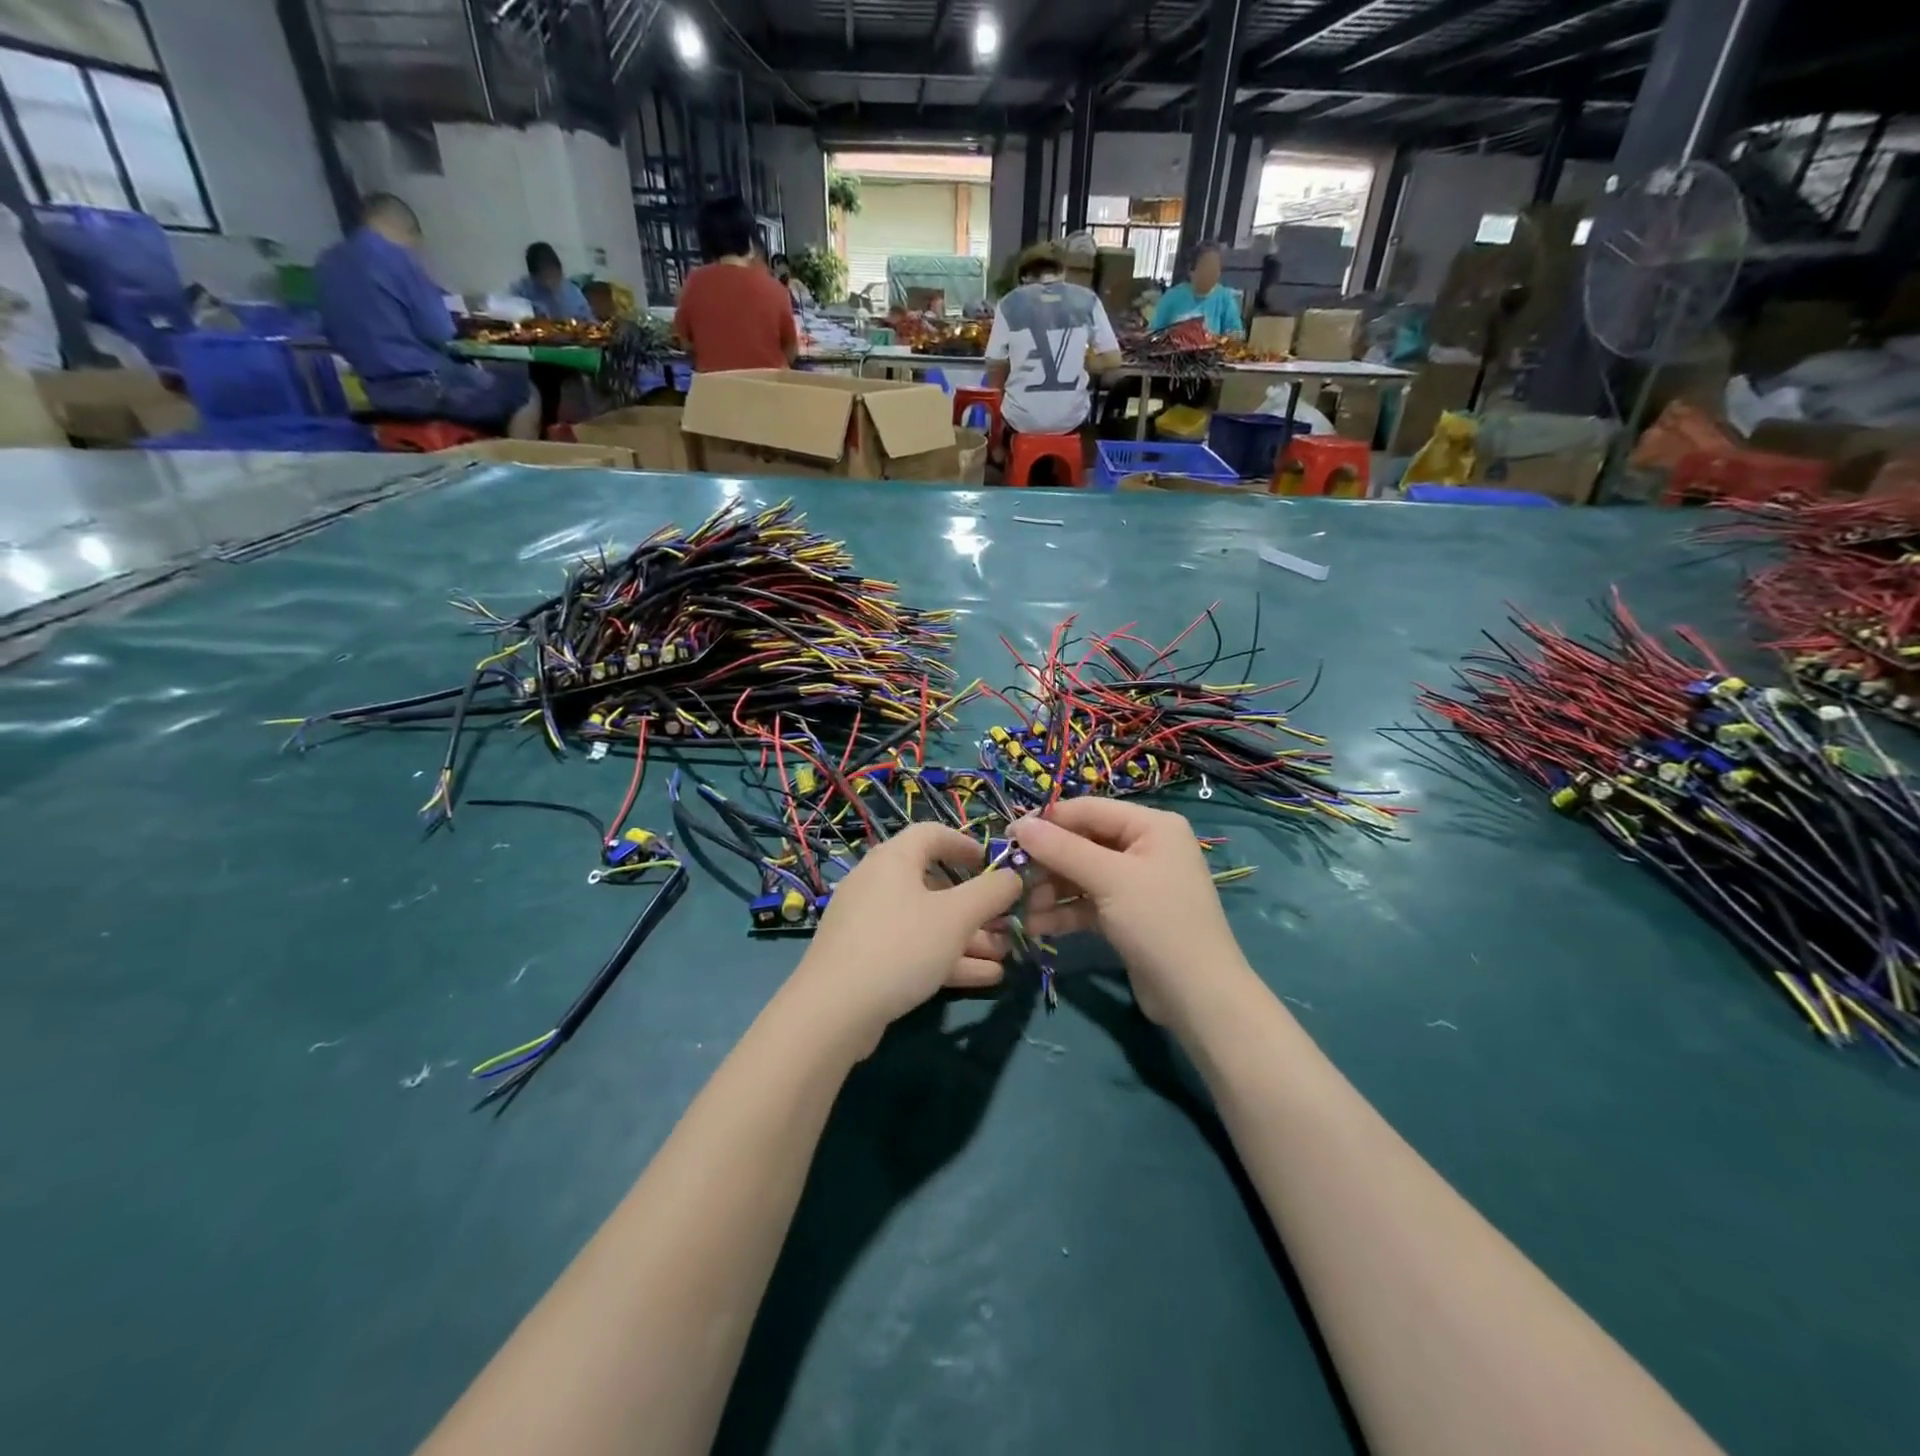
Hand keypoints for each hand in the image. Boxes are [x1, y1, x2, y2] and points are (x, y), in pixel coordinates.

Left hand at [794, 824, 1022, 1053]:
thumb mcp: (955, 917)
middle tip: (1007, 922)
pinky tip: (985, 977)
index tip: (992, 864)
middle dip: (976, 905)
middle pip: (934, 884)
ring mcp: (869, 923)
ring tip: (1005, 954)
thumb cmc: (900, 946)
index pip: (932, 834)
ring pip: (927, 922)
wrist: (833, 1011)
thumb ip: (991, 893)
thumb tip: (1013, 876)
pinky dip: (947, 957)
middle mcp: (878, 884)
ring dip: (968, 937)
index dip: (965, 844)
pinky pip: (913, 948)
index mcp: (894, 859)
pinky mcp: (865, 959)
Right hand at [1012, 799, 1249, 1028]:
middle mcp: (1144, 847)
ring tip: (1023, 909)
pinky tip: (1037, 926)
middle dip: (1047, 862)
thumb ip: (1063, 849)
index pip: (1089, 810)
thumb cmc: (1158, 922)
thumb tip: (1019, 826)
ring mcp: (1135, 883)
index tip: (1008, 836)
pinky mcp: (1126, 914)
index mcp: (1151, 826)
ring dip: (1050, 890)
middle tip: (1013, 879)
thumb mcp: (1109, 879)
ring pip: (1081, 875)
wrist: (1198, 996)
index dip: (1048, 822)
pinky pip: (1087, 902)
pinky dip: (1064, 912)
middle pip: (1082, 843)